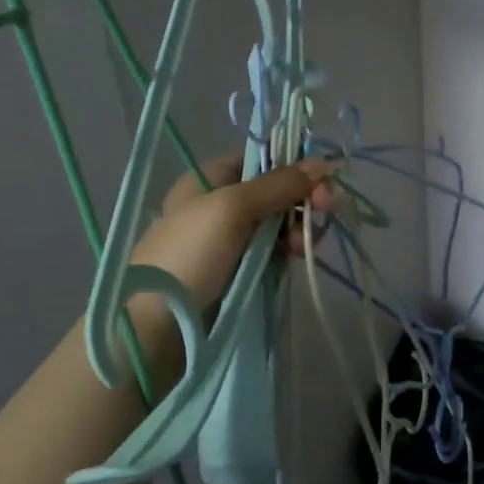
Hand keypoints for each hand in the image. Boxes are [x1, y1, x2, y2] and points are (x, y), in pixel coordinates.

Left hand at [130, 155, 334, 313]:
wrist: (158, 324)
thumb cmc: (191, 254)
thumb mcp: (233, 208)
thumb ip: (278, 184)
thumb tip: (323, 162)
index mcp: (210, 177)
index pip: (263, 159)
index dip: (295, 167)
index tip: (322, 184)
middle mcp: (219, 201)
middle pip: (275, 190)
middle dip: (301, 200)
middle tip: (325, 213)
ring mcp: (227, 237)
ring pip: (277, 221)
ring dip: (297, 228)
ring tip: (300, 247)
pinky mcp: (236, 266)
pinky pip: (271, 249)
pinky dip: (285, 249)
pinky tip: (292, 257)